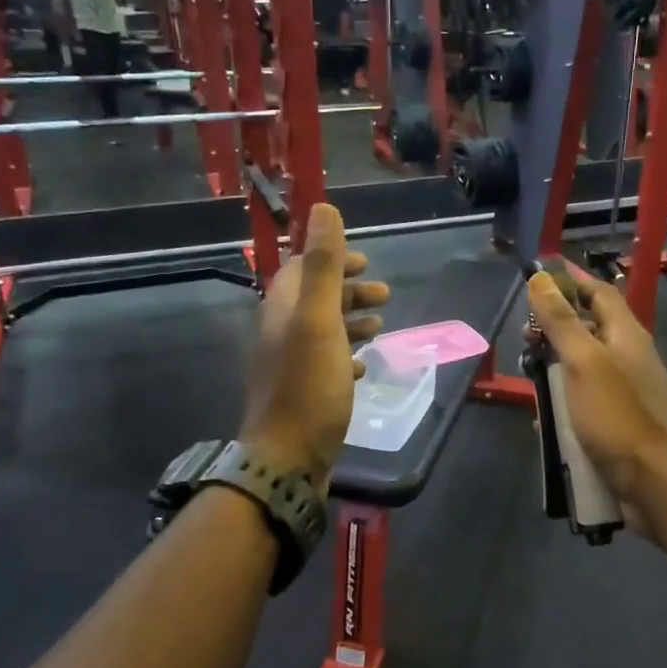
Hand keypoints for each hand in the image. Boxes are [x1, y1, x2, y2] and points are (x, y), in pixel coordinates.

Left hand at [240, 204, 388, 489]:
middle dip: (349, 292)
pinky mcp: (303, 394)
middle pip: (315, 300)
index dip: (332, 260)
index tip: (365, 262)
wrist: (287, 459)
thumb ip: (322, 265)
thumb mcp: (318, 320)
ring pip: (322, 332)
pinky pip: (326, 364)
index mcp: (283, 311)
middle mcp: (281, 334)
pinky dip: (346, 355)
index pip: (301, 270)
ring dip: (351, 322)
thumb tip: (323, 208)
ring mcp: (291, 366)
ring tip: (381, 327)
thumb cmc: (308, 387)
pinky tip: (364, 365)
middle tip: (385, 295)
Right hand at [525, 268, 666, 537]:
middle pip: (588, 329)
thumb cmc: (617, 415)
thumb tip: (541, 278)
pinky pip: (584, 402)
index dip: (571, 282)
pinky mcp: (617, 421)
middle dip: (554, 330)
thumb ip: (562, 321)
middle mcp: (629, 357)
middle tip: (524, 339)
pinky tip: (543, 421)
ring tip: (528, 381)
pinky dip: (563, 404)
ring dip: (554, 370)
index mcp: (627, 335)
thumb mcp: (584, 362)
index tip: (536, 280)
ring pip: (582, 367)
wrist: (653, 483)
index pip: (599, 293)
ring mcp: (625, 391)